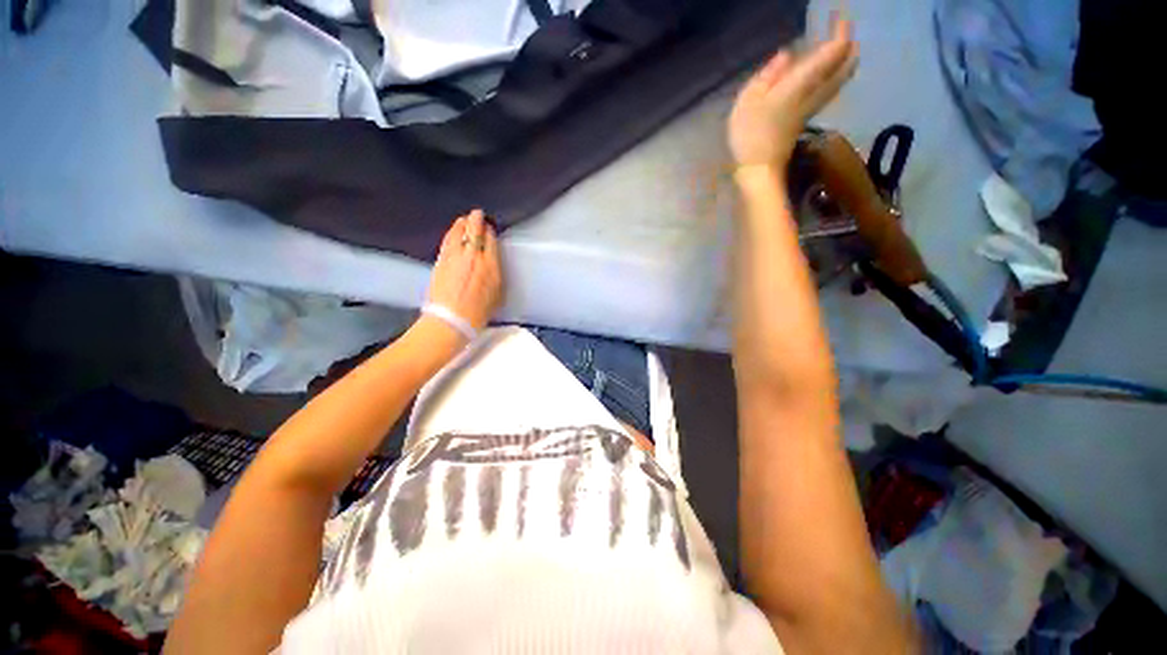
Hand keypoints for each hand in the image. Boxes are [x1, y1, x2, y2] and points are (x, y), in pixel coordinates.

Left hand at [426, 209, 502, 331]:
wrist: (451, 320)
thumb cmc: (478, 313)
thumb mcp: (497, 295)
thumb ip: (495, 275)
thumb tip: (492, 264)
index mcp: (491, 266)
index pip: (491, 241)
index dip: (490, 231)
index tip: (490, 228)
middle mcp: (474, 256)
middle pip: (475, 231)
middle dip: (477, 219)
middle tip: (478, 213)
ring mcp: (455, 256)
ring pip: (459, 232)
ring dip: (463, 223)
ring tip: (465, 218)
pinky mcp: (441, 260)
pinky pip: (448, 240)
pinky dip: (451, 232)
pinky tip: (453, 230)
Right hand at [728, 17, 857, 169]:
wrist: (758, 169)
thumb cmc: (750, 134)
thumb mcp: (748, 99)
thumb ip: (769, 74)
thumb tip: (787, 56)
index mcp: (801, 83)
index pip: (834, 51)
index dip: (841, 31)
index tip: (839, 16)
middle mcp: (815, 92)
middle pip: (845, 65)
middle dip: (849, 46)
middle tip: (842, 30)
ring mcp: (813, 107)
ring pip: (841, 78)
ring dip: (845, 60)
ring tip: (839, 47)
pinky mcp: (807, 118)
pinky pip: (830, 88)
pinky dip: (833, 74)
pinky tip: (824, 72)